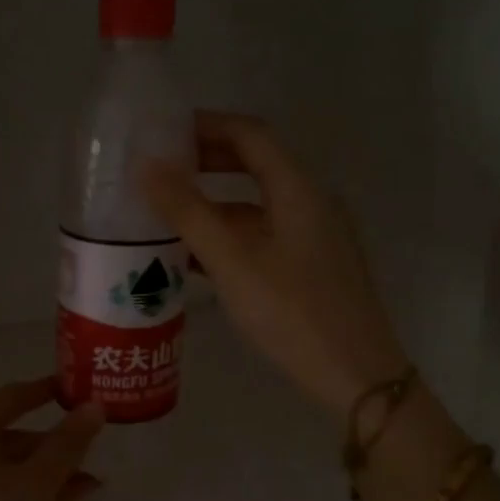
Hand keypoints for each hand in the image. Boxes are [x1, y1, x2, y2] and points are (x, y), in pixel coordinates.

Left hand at [0, 377, 103, 500]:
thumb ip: (68, 443)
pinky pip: (0, 491)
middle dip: (57, 443)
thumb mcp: (37, 480)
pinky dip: (31, 494)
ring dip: (50, 473)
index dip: (49, 391)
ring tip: (90, 485)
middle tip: (95, 449)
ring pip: (11, 466)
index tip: (80, 391)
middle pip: (14, 433)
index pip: (17, 394)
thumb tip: (94, 406)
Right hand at [141, 110, 404, 417]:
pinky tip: (194, 260)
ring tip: (166, 216)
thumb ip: (187, 212)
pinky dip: (228, 237)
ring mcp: (313, 237)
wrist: (354, 374)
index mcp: (298, 189)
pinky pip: (262, 237)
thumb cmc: (292, 311)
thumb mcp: (232, 260)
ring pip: (256, 206)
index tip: (163, 132)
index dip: (206, 126)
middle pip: (255, 166)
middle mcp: (310, 203)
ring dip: (213, 205)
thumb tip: (145, 166)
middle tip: (160, 171)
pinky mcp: (310, 267)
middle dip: (206, 163)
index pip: (251, 135)